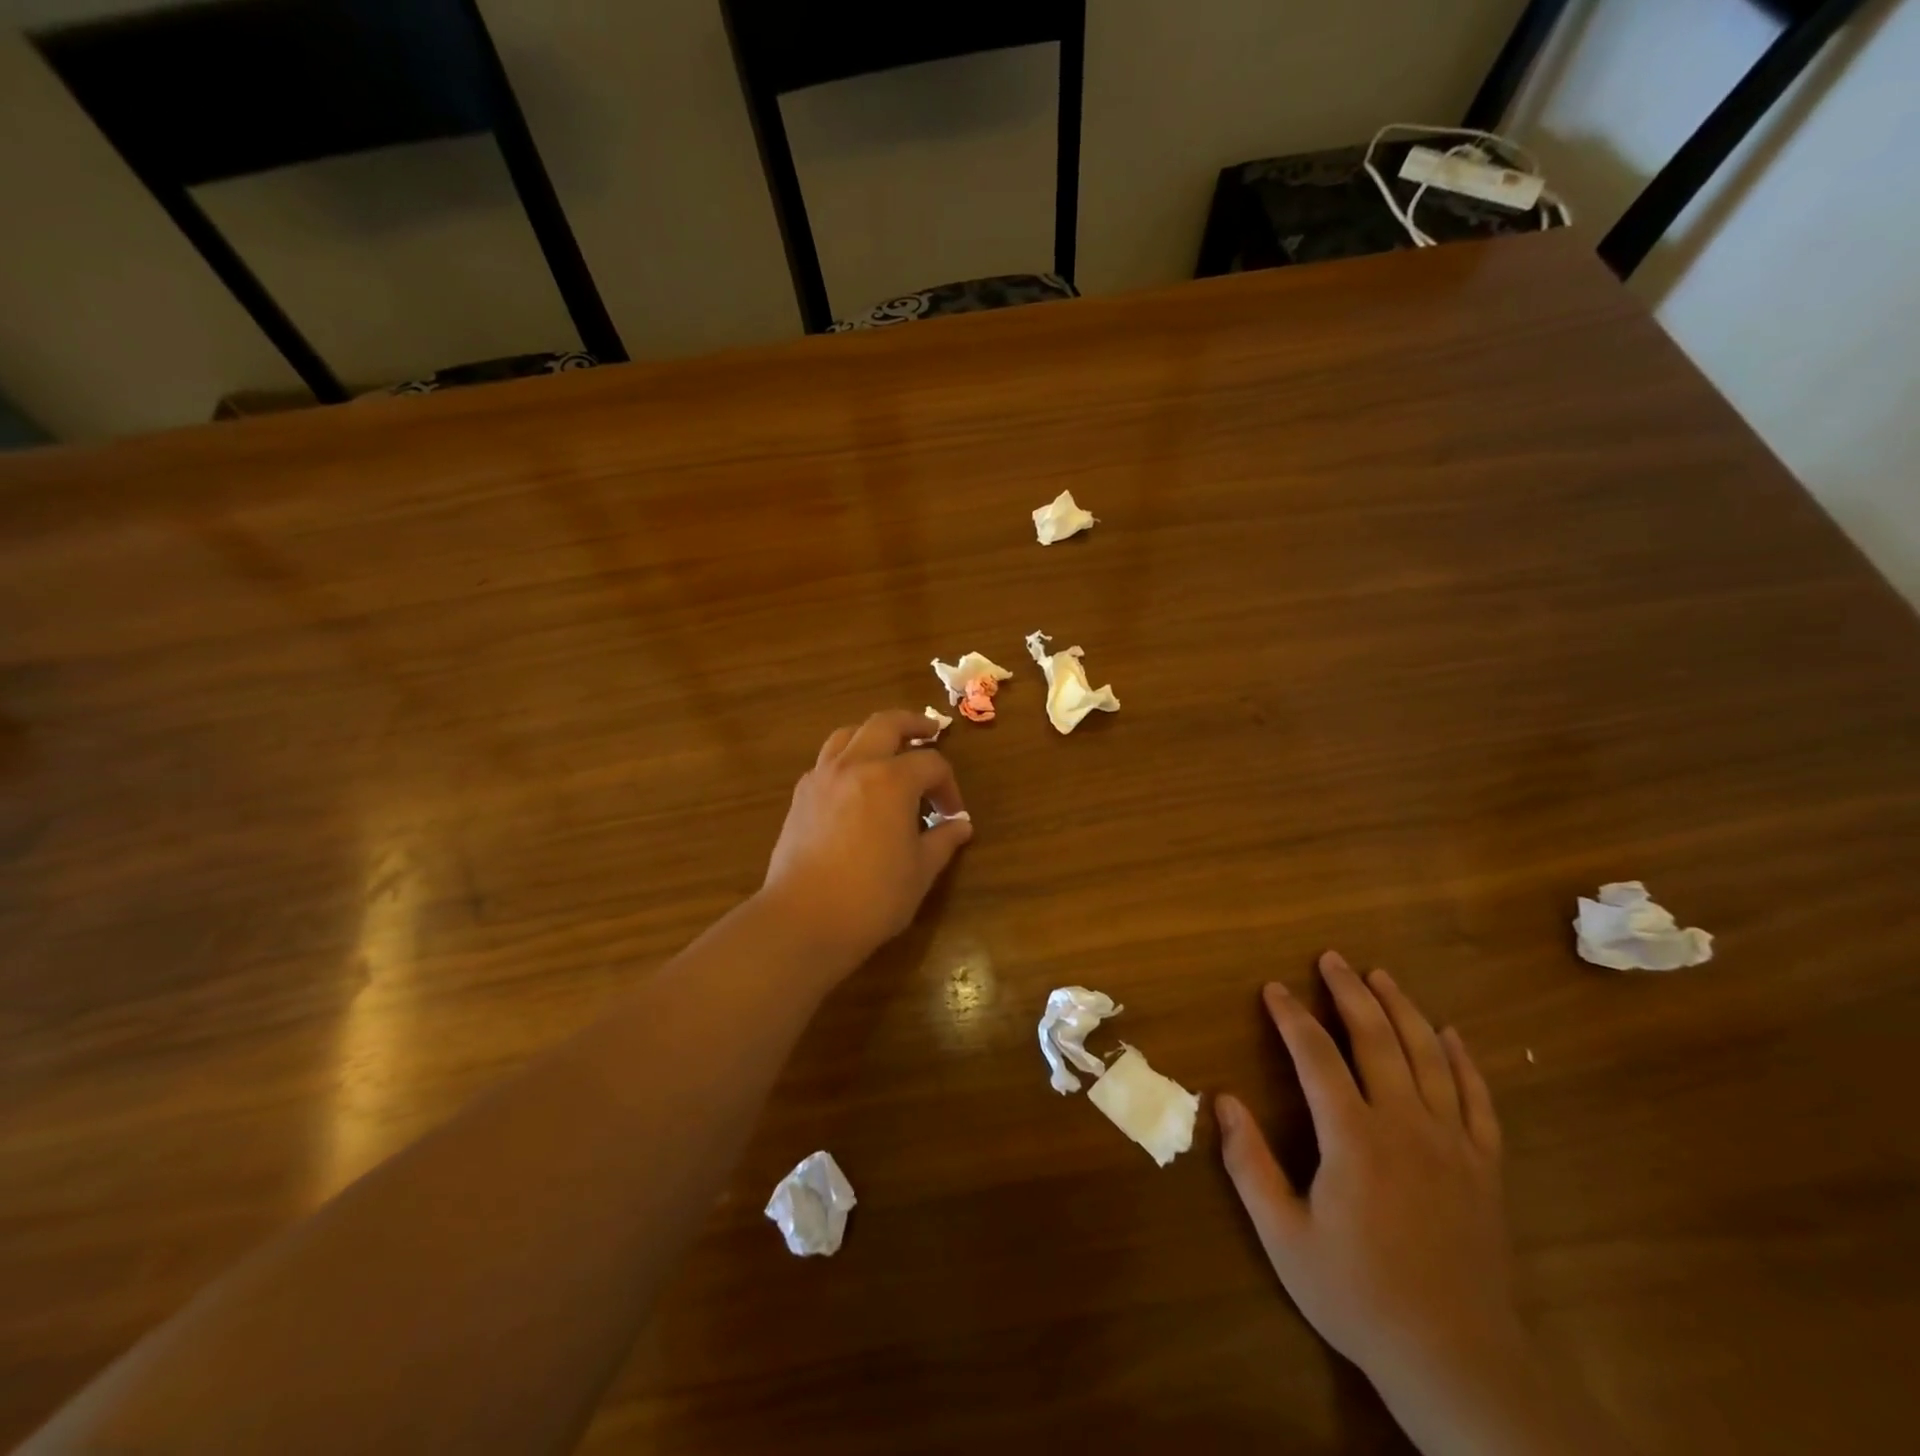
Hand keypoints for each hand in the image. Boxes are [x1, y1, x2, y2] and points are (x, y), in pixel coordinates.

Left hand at [759, 710, 972, 969]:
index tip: (952, 814)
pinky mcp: (801, 796)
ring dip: (874, 734)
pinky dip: (847, 758)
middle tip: (930, 732)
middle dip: (912, 724)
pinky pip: (828, 760)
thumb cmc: (872, 897)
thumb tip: (960, 825)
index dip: (948, 786)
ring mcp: (822, 777)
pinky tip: (856, 784)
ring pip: (849, 734)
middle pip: (886, 724)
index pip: (931, 764)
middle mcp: (855, 765)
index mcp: (891, 779)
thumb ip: (942, 841)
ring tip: (888, 750)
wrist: (804, 919)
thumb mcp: (920, 871)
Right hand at [1218, 951, 1513, 1383]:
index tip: (1274, 988)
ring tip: (1382, 976)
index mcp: (1353, 1138)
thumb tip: (1222, 1100)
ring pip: (1429, 1057)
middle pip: (1377, 1040)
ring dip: (1403, 1010)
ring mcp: (1452, 1144)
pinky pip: (1478, 1100)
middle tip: (1332, 958)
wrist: (1457, 1361)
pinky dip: (1464, 1061)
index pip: (1317, 1056)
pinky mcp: (1485, 1168)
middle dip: (1351, 993)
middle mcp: (1405, 1125)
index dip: (1293, 1017)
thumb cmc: (1358, 1294)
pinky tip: (1451, 1035)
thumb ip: (1249, 1163)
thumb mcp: (1283, 1236)